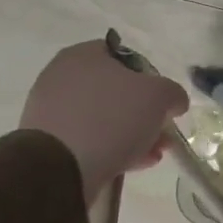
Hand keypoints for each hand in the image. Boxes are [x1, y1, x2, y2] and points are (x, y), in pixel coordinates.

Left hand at [21, 40, 188, 202]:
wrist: (61, 166)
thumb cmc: (112, 118)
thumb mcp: (159, 96)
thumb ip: (172, 93)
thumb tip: (173, 102)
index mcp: (83, 55)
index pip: (125, 57)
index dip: (151, 77)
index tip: (164, 100)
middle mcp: (62, 77)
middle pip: (116, 92)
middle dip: (144, 113)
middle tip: (162, 132)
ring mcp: (52, 110)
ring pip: (104, 118)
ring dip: (133, 134)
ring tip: (153, 154)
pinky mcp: (49, 142)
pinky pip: (89, 139)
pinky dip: (112, 148)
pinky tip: (133, 164)